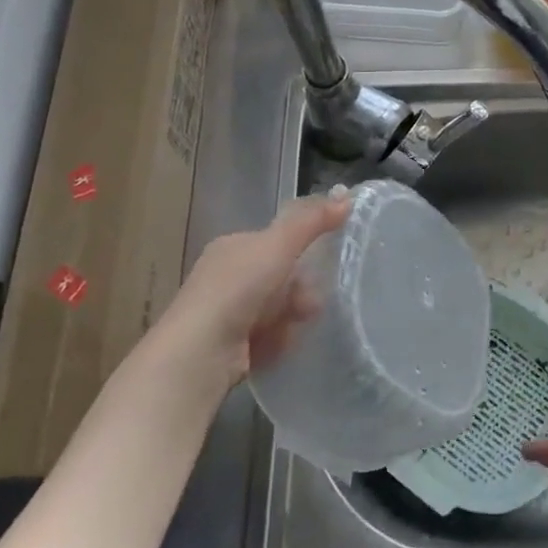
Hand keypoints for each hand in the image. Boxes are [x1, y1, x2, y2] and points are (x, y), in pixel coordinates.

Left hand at [147, 192, 349, 392]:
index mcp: (232, 247)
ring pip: (276, 310)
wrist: (200, 351)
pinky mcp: (228, 347)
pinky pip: (266, 337)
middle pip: (279, 278)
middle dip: (298, 291)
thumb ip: (312, 221)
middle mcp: (225, 277)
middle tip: (310, 305)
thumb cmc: (238, 288)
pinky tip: (275, 346)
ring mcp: (225, 313)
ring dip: (290, 318)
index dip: (300, 251)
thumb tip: (347, 196)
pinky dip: (276, 341)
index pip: (275, 242)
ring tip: (292, 328)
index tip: (320, 265)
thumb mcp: (279, 245)